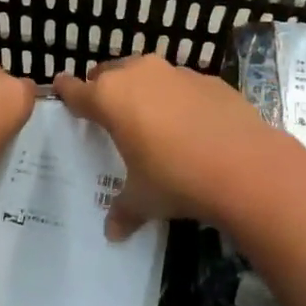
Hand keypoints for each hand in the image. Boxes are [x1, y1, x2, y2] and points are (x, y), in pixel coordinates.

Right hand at [53, 54, 279, 239]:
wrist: (245, 166)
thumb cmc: (176, 179)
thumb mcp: (143, 199)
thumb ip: (124, 210)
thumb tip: (114, 232)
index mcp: (111, 98)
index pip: (77, 90)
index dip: (67, 91)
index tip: (60, 88)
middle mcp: (140, 75)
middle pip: (111, 73)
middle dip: (105, 88)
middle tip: (106, 111)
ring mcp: (177, 73)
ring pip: (148, 74)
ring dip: (143, 90)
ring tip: (149, 117)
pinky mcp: (210, 79)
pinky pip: (182, 85)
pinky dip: (179, 98)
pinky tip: (190, 125)